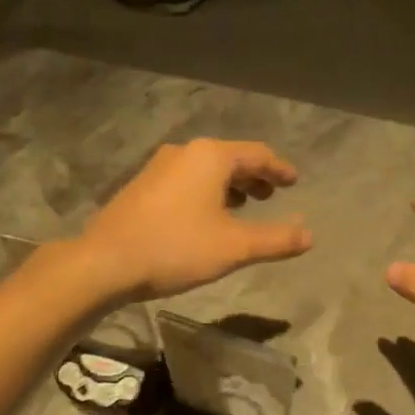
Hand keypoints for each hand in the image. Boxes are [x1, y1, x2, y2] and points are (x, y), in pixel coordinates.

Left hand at [76, 139, 311, 301]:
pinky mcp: (141, 187)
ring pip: (205, 170)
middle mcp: (184, 152)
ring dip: (229, 185)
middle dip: (254, 177)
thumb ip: (276, 240)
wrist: (106, 262)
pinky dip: (206, 192)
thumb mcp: (235, 247)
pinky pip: (186, 181)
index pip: (257, 154)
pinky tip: (207, 217)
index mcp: (210, 156)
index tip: (294, 181)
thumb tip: (309, 236)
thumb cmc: (176, 248)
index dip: (279, 169)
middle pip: (230, 158)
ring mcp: (158, 168)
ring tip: (243, 206)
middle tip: (271, 196)